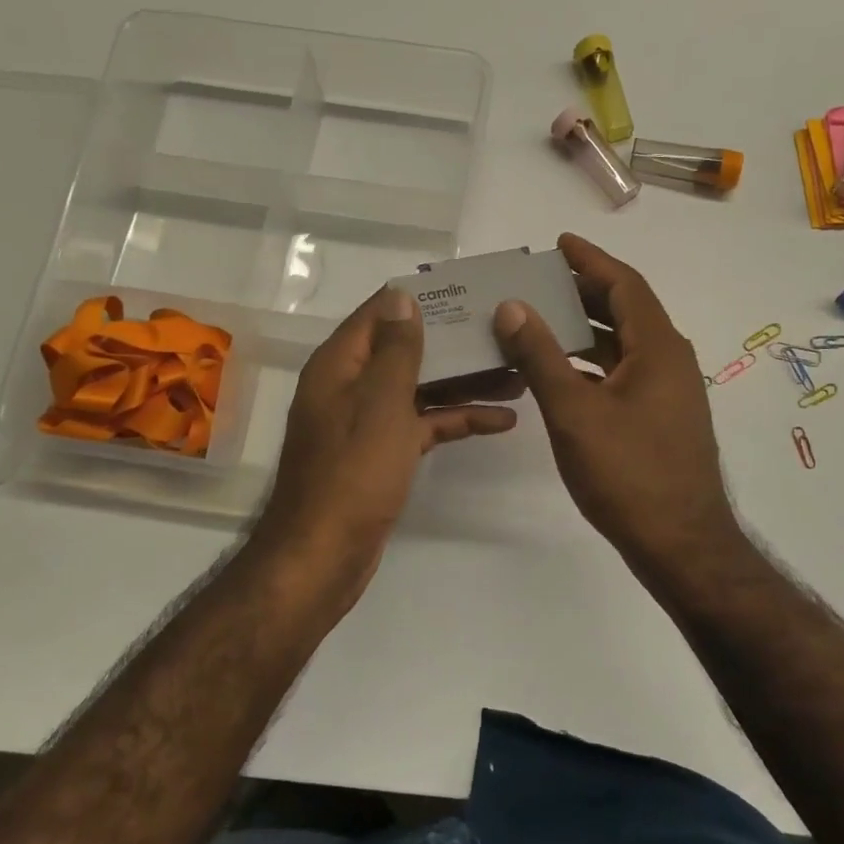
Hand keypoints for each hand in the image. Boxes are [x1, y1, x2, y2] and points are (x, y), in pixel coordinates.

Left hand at [258, 284, 521, 578]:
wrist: (326, 554)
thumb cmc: (354, 471)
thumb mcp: (381, 402)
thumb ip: (396, 350)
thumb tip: (401, 297)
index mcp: (341, 365)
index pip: (381, 313)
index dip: (421, 299)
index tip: (467, 290)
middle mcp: (351, 386)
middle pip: (407, 350)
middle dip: (454, 343)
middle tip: (505, 334)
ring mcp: (367, 421)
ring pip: (420, 388)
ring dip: (464, 382)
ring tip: (518, 376)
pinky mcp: (383, 453)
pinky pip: (423, 424)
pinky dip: (456, 420)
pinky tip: (501, 421)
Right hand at [494, 233, 739, 577]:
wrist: (679, 543)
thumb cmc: (627, 473)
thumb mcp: (574, 412)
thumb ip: (540, 356)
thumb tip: (512, 306)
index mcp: (658, 348)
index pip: (624, 285)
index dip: (590, 260)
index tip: (559, 242)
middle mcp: (669, 361)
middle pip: (624, 310)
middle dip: (582, 292)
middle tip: (538, 280)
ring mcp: (668, 392)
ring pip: (622, 344)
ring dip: (583, 329)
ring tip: (538, 320)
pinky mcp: (660, 418)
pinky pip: (622, 373)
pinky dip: (591, 363)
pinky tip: (559, 373)